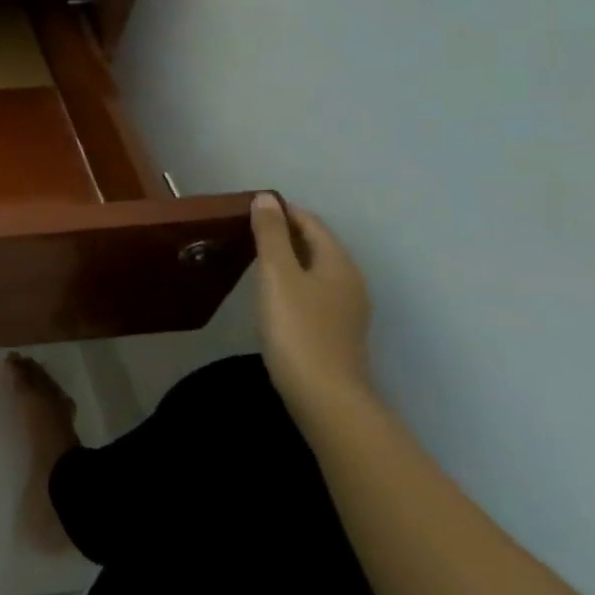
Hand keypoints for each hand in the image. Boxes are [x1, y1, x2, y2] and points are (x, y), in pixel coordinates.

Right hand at [251, 194, 374, 411]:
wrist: (324, 396)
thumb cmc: (297, 329)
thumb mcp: (277, 275)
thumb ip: (271, 235)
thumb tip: (266, 198)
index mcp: (338, 263)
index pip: (311, 222)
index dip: (282, 210)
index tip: (249, 207)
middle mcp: (349, 281)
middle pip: (316, 244)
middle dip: (285, 232)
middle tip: (246, 228)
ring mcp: (346, 309)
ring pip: (315, 268)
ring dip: (288, 257)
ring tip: (253, 256)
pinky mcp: (336, 331)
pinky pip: (313, 290)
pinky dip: (292, 280)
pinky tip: (271, 292)